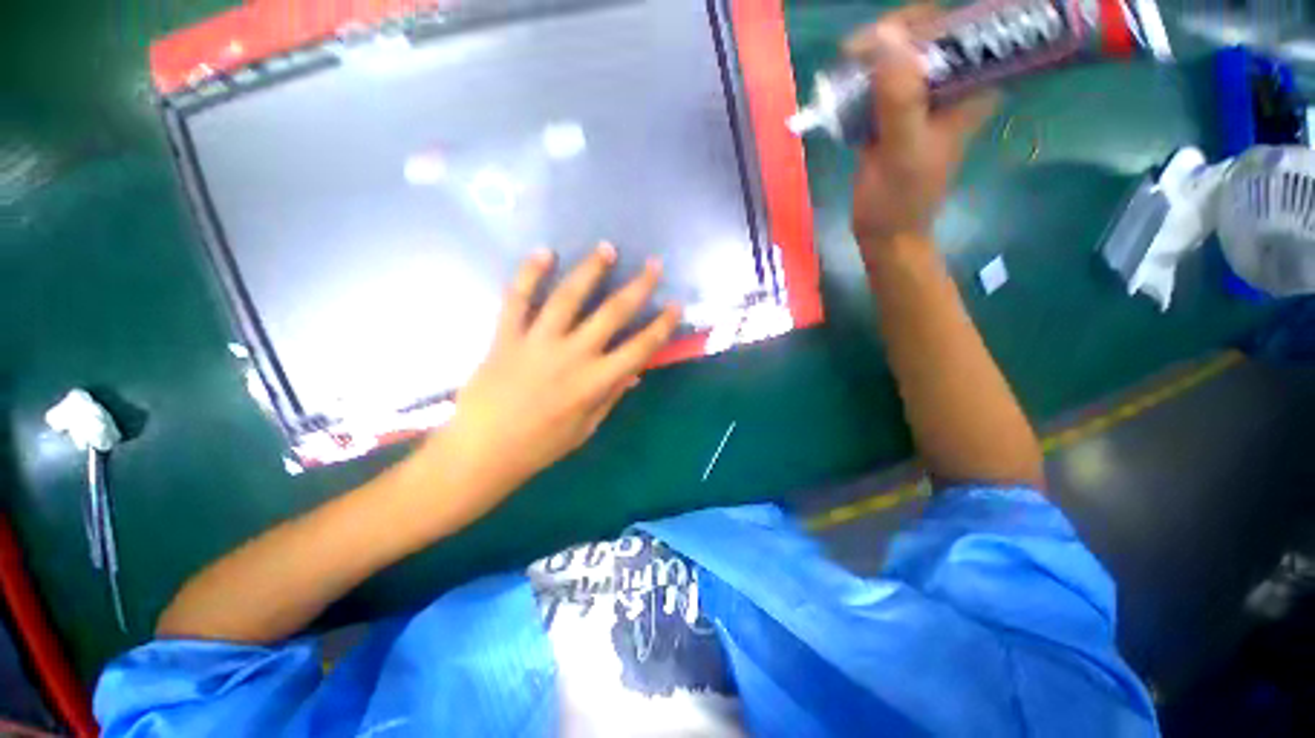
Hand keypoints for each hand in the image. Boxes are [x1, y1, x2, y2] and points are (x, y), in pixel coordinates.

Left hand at [424, 243, 681, 517]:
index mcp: (596, 382)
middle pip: (613, 313)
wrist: (483, 451)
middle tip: (653, 264)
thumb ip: (611, 395)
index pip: (641, 347)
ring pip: (569, 297)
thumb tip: (634, 371)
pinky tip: (544, 253)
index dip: (662, 325)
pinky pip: (518, 299)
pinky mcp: (507, 336)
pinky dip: (529, 273)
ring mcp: (538, 342)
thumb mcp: (586, 428)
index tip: (675, 305)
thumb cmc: (540, 446)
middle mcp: (573, 355)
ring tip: (606, 249)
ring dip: (590, 270)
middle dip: (639, 286)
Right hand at [846, 5, 996, 249]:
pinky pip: (884, 78)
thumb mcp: (902, 150)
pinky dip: (863, 75)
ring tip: (846, 65)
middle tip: (854, 52)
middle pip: (928, 33)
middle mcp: (954, 84)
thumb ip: (900, 98)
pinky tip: (845, 84)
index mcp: (974, 87)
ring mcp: (925, 96)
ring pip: (903, 52)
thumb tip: (884, 37)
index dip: (922, 20)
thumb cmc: (899, 200)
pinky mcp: (899, 110)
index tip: (882, 36)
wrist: (884, 232)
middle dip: (891, 34)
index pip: (960, 27)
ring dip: (873, 53)